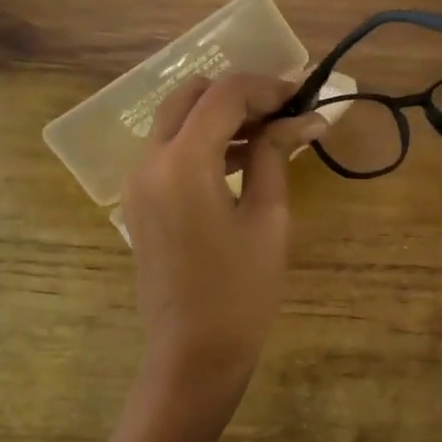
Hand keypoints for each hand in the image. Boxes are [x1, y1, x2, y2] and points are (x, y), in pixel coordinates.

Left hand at [121, 73, 325, 397]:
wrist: (193, 353)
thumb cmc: (241, 292)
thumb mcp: (268, 219)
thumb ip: (276, 157)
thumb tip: (304, 119)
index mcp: (183, 163)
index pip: (224, 95)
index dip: (267, 87)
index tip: (304, 96)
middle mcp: (148, 161)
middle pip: (191, 97)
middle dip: (239, 95)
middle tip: (284, 114)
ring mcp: (137, 182)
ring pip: (175, 121)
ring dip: (221, 117)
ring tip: (271, 136)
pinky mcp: (140, 203)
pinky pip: (168, 152)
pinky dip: (203, 143)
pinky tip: (242, 162)